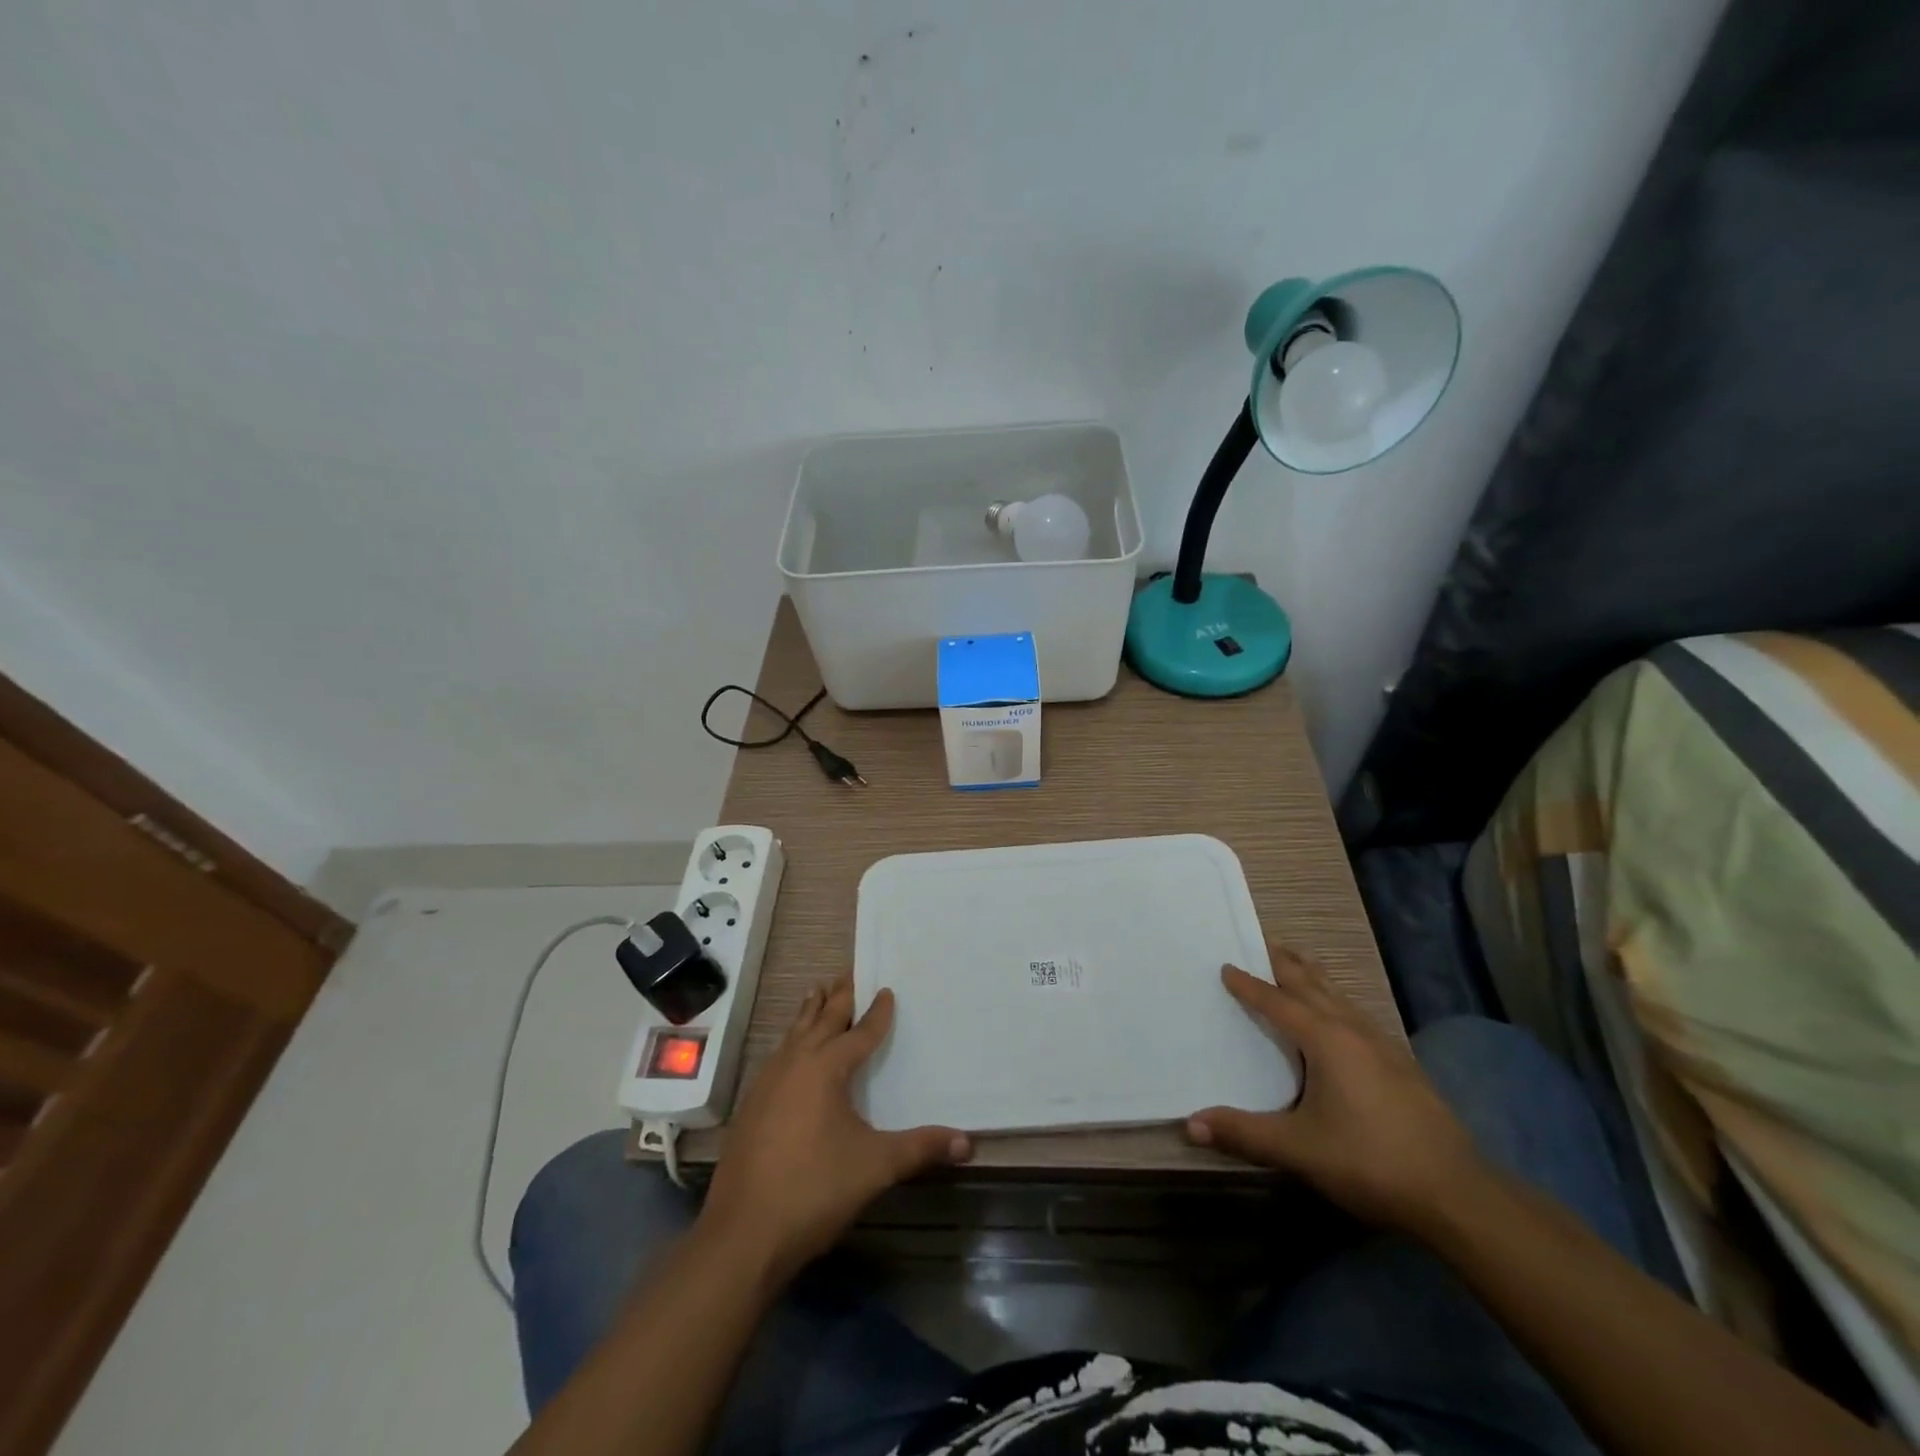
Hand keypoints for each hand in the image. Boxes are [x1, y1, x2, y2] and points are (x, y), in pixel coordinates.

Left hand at [701, 977, 970, 1282]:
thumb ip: (921, 1148)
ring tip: (817, 992)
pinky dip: (791, 1041)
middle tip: (849, 972)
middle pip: (820, 1020)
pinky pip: (778, 1057)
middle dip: (838, 997)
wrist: (743, 1235)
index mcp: (825, 1068)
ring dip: (809, 1013)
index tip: (887, 990)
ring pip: (793, 1034)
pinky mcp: (751, 1107)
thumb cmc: (814, 1189)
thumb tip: (969, 1142)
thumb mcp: (875, 1166)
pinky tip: (791, 1053)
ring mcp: (767, 1084)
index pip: (859, 1032)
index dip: (877, 1013)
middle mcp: (794, 1064)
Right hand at [1186, 943, 1486, 1234]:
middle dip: (1285, 964)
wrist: (1457, 1195)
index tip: (1226, 966)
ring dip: (1314, 977)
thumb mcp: (1299, 1149)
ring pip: (1340, 996)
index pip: (1277, 1003)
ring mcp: (1384, 1046)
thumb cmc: (1370, 1162)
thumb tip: (1188, 1123)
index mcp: (1326, 1040)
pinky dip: (1337, 1000)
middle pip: (1312, 985)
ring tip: (1297, 962)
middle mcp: (1354, 1031)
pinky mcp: (1403, 1065)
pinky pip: (1358, 1015)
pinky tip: (1341, 1016)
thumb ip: (1243, 1133)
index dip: (1249, 985)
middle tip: (1262, 942)